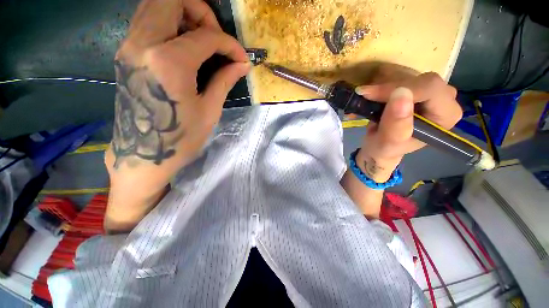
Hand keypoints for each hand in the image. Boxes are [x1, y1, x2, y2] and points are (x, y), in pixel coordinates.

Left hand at [103, 0, 249, 231]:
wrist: (143, 155)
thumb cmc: (181, 138)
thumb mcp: (209, 110)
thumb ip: (224, 80)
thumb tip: (241, 65)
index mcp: (169, 62)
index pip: (205, 37)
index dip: (229, 44)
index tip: (241, 58)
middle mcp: (143, 44)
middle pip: (171, 1)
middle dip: (201, 12)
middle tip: (216, 37)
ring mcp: (129, 47)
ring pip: (154, 6)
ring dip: (183, 14)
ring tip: (202, 38)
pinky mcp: (125, 54)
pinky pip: (146, 21)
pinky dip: (168, 22)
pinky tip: (184, 44)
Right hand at [354, 70, 461, 181]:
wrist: (379, 147)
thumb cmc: (385, 148)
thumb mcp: (389, 142)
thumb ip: (397, 123)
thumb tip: (401, 94)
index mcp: (446, 116)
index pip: (431, 89)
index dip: (401, 88)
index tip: (371, 95)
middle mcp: (444, 101)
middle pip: (422, 80)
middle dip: (391, 88)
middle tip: (366, 96)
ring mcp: (432, 94)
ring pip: (411, 77)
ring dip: (385, 87)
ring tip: (367, 98)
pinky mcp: (418, 90)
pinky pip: (403, 79)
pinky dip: (384, 86)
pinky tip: (373, 96)